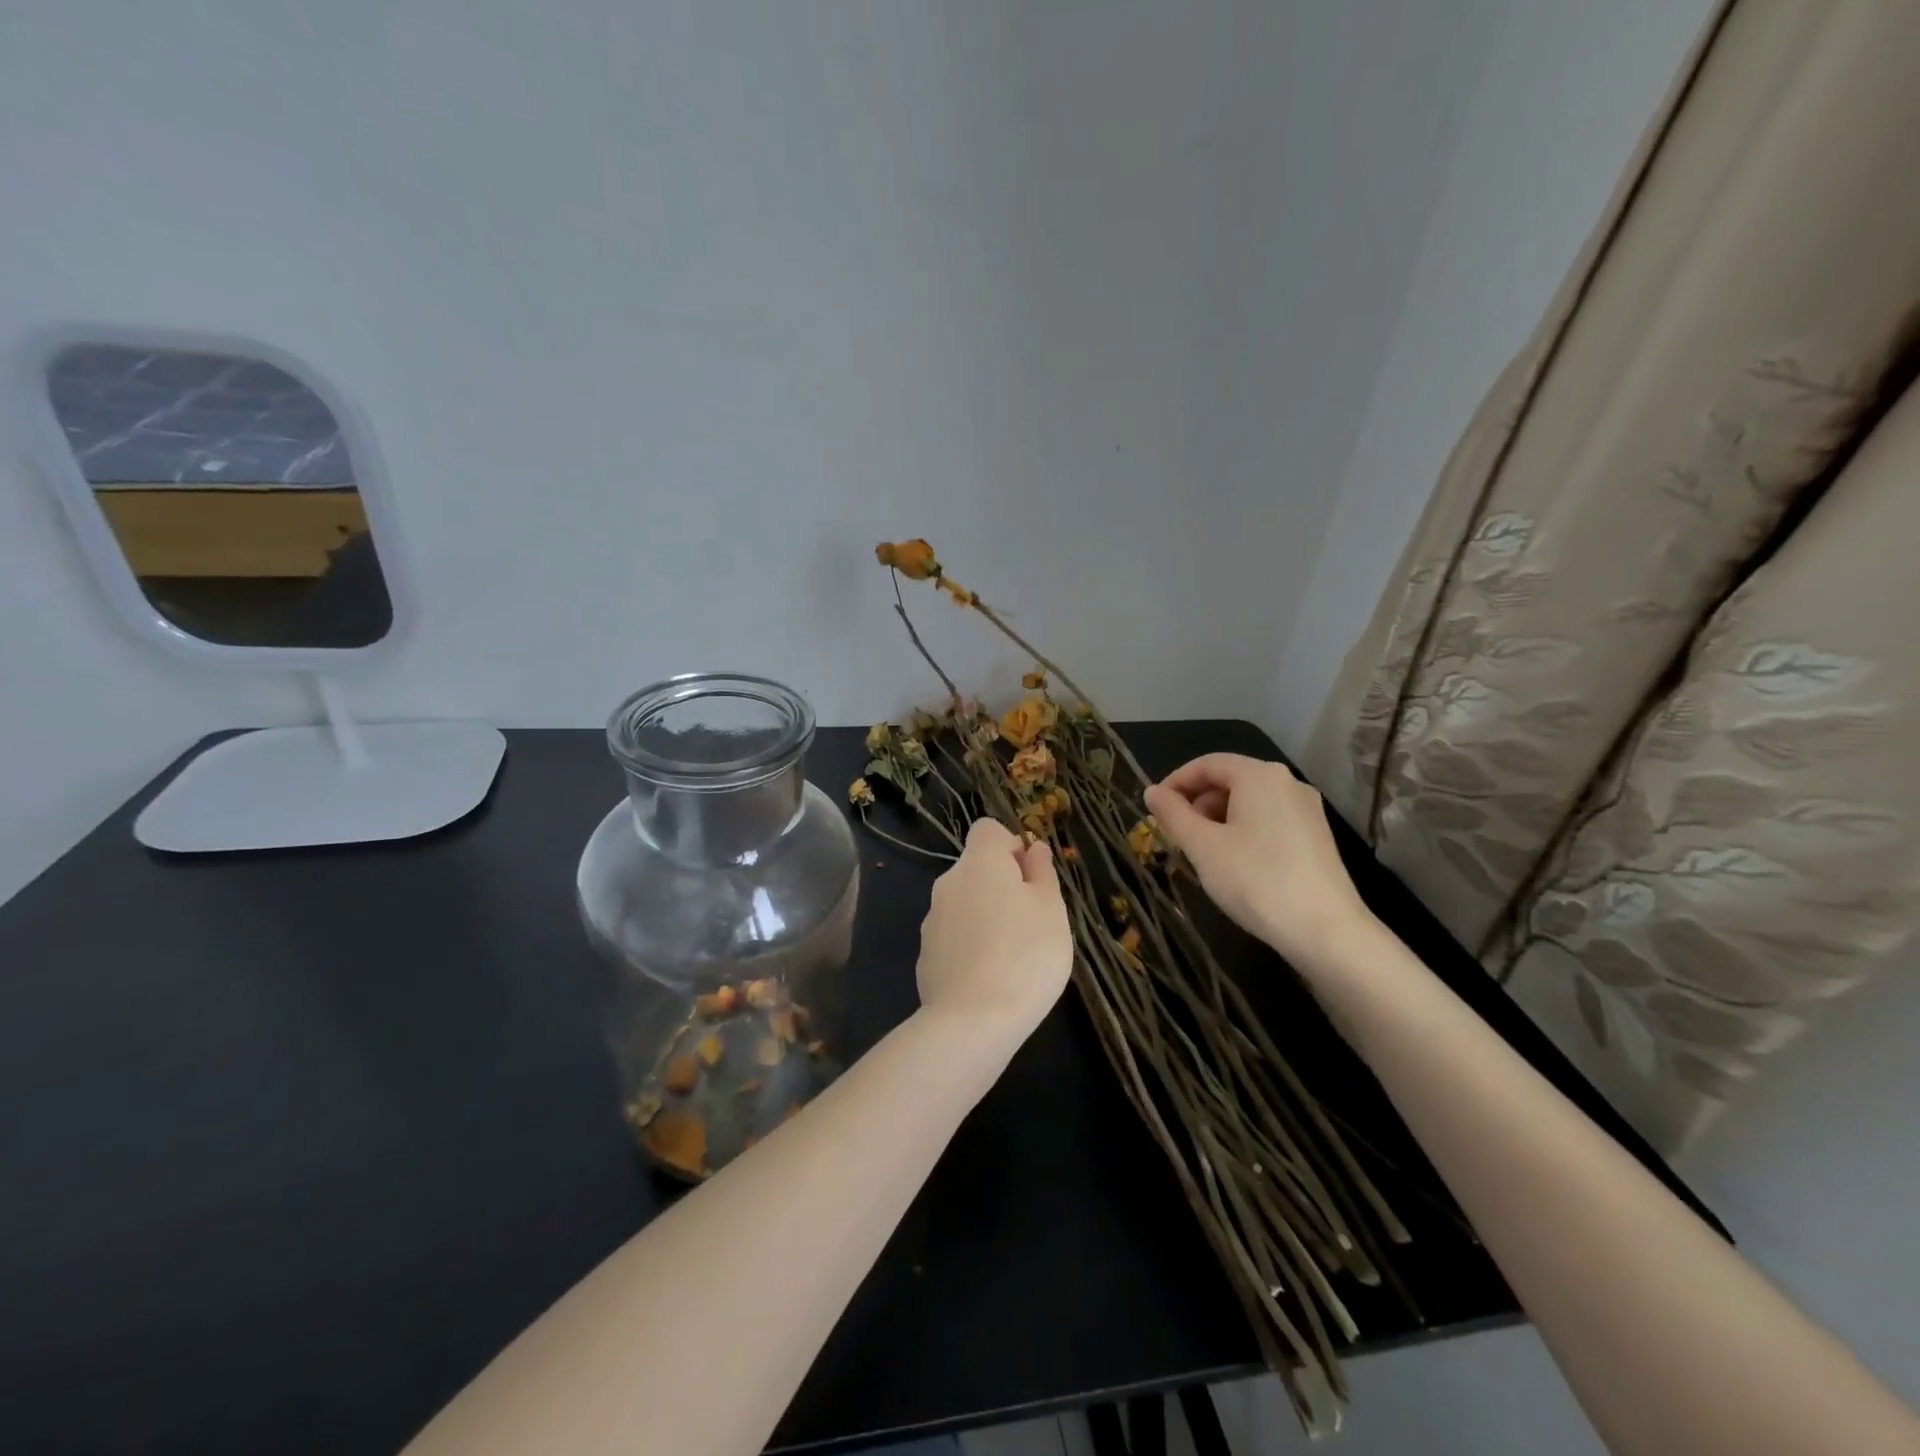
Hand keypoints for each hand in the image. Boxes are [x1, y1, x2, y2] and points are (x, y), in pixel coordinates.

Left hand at [917, 820, 1072, 1042]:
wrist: (973, 1021)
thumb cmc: (1026, 955)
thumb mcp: (1051, 909)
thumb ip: (1042, 872)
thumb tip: (1033, 848)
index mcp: (979, 862)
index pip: (988, 829)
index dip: (1011, 845)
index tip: (1031, 878)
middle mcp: (948, 882)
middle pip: (976, 868)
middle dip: (1002, 885)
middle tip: (1032, 921)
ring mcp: (932, 920)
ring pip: (965, 903)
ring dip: (986, 916)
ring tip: (1013, 955)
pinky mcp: (925, 955)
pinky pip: (954, 936)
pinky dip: (971, 945)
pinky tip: (989, 977)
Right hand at [1144, 754, 1372, 968]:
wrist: (1326, 931)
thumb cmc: (1255, 880)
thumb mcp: (1202, 846)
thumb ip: (1172, 814)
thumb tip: (1152, 792)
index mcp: (1259, 775)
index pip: (1207, 764)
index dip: (1175, 782)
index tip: (1154, 809)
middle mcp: (1287, 782)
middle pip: (1230, 779)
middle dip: (1197, 802)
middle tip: (1176, 834)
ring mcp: (1307, 809)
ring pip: (1250, 802)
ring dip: (1218, 818)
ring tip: (1202, 852)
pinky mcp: (1317, 835)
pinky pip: (1269, 819)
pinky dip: (1243, 830)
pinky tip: (1234, 863)